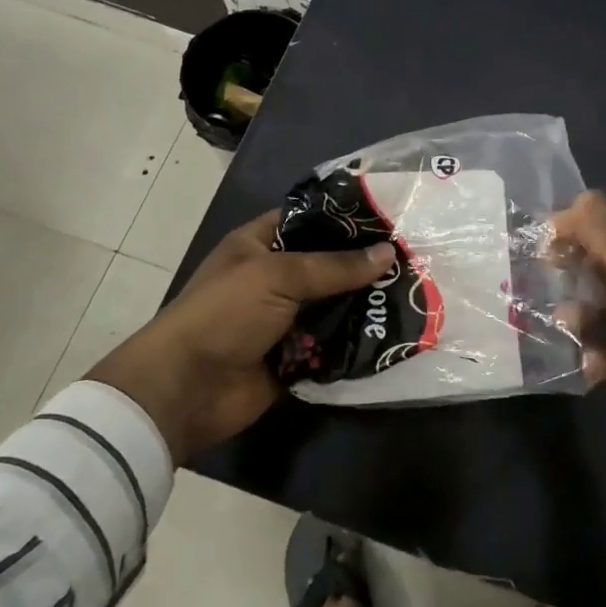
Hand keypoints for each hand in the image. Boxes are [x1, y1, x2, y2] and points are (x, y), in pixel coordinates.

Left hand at [85, 211, 394, 463]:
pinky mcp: (297, 356)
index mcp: (260, 244)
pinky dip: (358, 341)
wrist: (187, 389)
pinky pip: (334, 343)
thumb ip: (334, 266)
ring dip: (367, 304)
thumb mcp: (278, 276)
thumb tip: (389, 252)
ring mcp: (286, 318)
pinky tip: (397, 331)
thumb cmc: (224, 314)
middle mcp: (275, 277)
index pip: (310, 220)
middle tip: (416, 257)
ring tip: (418, 292)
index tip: (392, 217)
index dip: (346, 218)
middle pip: (329, 264)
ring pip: (336, 305)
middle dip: (366, 264)